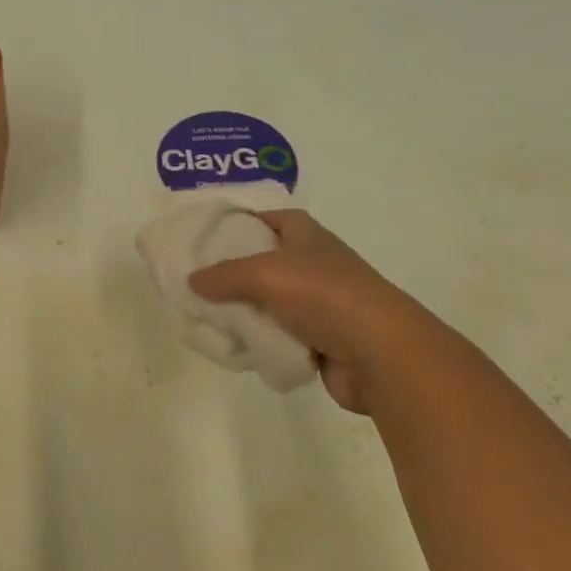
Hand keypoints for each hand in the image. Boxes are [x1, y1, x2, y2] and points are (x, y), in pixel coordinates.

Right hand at [187, 209, 421, 415]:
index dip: (238, 222)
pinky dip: (261, 341)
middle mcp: (314, 263)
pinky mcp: (321, 340)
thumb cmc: (322, 295)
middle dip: (232, 273)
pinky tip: (236, 347)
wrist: (378, 352)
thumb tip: (193, 280)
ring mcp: (319, 303)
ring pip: (270, 303)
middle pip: (264, 262)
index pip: (267, 218)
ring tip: (207, 318)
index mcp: (305, 235)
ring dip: (245, 312)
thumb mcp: (263, 274)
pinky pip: (280, 336)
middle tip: (196, 283)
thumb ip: (223, 275)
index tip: (204, 236)